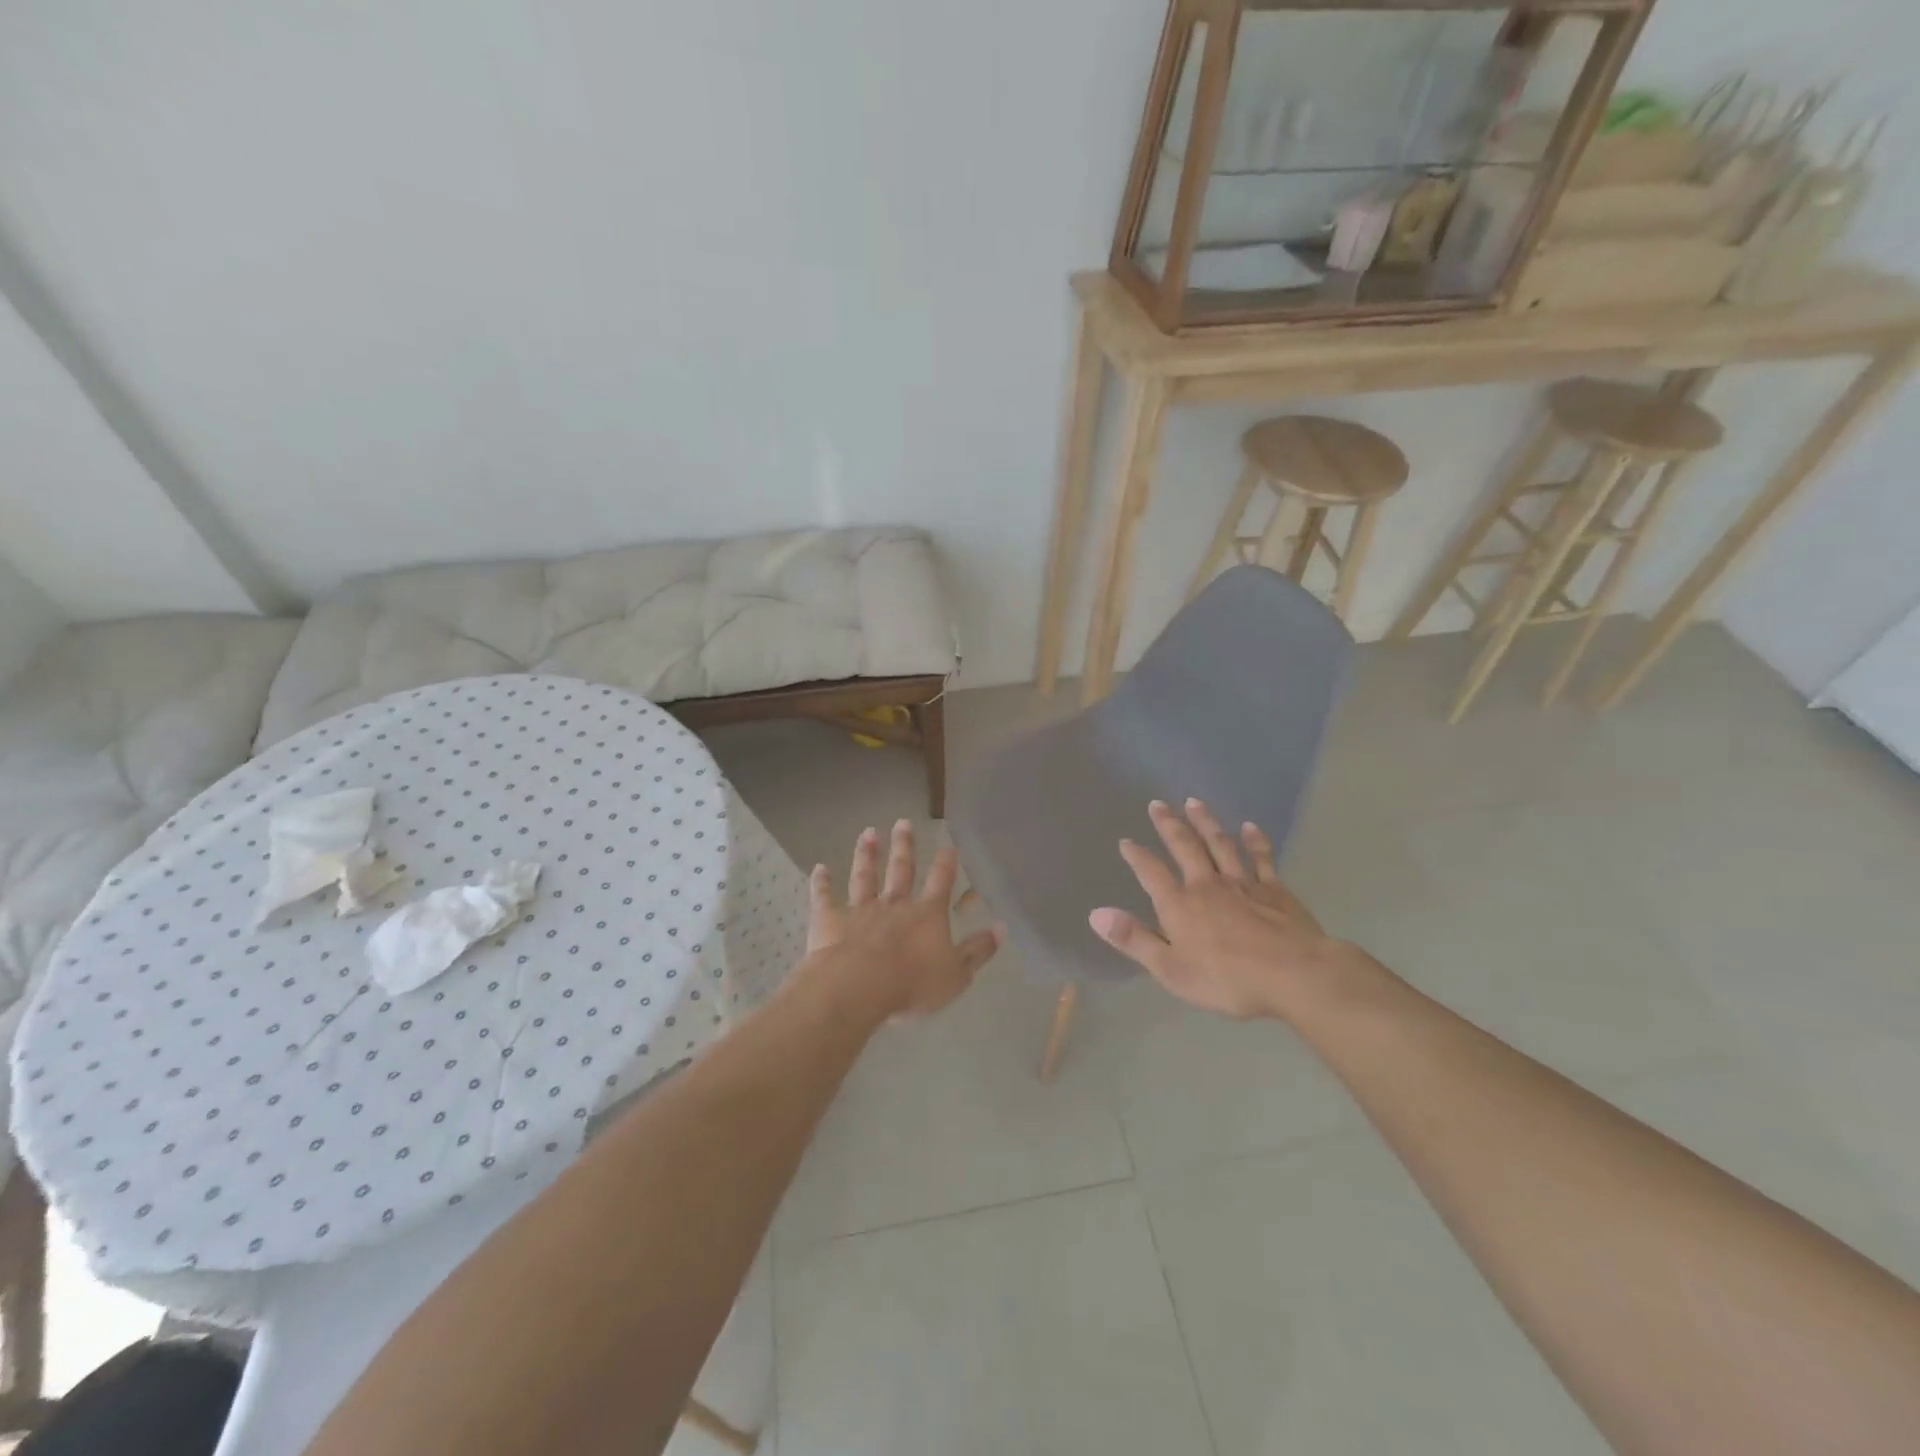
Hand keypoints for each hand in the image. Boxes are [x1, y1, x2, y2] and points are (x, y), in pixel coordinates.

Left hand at [804, 820, 1002, 1022]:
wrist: (858, 987)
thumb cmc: (912, 983)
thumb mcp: (956, 974)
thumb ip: (978, 951)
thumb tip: (1001, 928)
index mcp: (927, 915)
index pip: (941, 882)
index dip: (946, 863)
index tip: (948, 844)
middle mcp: (895, 904)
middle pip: (901, 869)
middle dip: (904, 846)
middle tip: (903, 822)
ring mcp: (860, 909)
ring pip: (864, 876)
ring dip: (866, 854)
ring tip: (867, 832)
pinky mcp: (830, 920)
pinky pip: (825, 897)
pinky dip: (821, 882)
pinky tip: (819, 868)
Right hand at [1090, 798, 1360, 1021]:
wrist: (1294, 975)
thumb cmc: (1227, 980)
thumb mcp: (1171, 969)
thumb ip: (1134, 939)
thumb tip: (1095, 914)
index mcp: (1180, 905)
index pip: (1151, 872)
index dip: (1137, 856)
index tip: (1126, 841)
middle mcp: (1207, 885)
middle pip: (1185, 847)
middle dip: (1169, 825)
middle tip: (1158, 804)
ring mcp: (1243, 883)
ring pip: (1220, 844)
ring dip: (1206, 822)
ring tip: (1194, 802)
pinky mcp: (1275, 889)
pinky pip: (1261, 858)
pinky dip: (1255, 841)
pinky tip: (1249, 827)